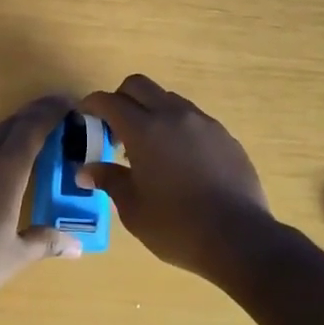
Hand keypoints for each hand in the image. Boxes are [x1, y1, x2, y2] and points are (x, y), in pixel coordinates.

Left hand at [0, 94, 83, 307]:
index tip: (66, 102)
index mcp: (6, 167)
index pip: (34, 125)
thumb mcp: (16, 256)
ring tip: (1, 171)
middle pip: (6, 128)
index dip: (51, 110)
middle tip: (43, 130)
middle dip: (27, 125)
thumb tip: (76, 246)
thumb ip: (45, 242)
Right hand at [79, 75, 273, 278]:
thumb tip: (86, 169)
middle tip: (115, 128)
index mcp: (144, 130)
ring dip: (151, 111)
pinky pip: (193, 119)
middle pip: (139, 85)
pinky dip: (177, 127)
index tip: (84, 117)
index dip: (92, 105)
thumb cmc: (177, 227)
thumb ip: (109, 180)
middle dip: (121, 98)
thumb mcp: (133, 209)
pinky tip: (179, 160)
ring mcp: (204, 123)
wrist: (239, 238)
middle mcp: (174, 116)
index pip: (109, 101)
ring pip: (169, 99)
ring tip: (148, 147)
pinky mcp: (225, 136)